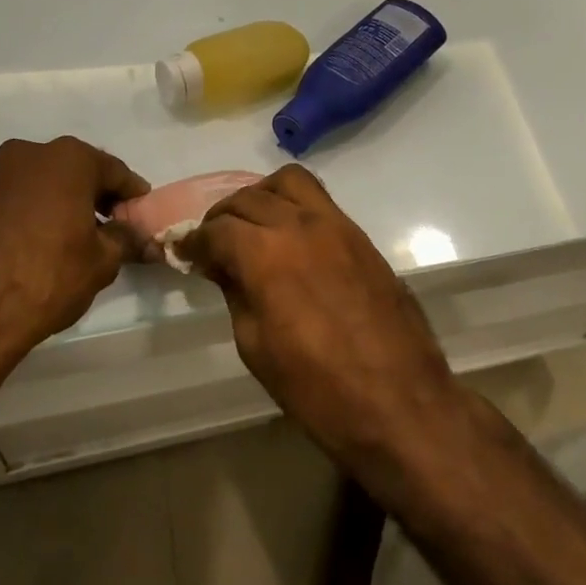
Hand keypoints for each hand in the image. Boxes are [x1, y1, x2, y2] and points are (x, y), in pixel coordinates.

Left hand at [0, 137, 148, 376]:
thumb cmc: (48, 275)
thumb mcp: (101, 261)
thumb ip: (125, 240)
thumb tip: (142, 238)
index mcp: (69, 158)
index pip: (114, 171)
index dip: (132, 195)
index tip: (141, 215)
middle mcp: (31, 153)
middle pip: (76, 171)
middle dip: (95, 196)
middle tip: (112, 227)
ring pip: (44, 183)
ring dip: (62, 202)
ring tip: (74, 239)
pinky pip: (17, 199)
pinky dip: (34, 212)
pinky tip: (41, 243)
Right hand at [177, 166, 457, 462]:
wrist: (400, 402)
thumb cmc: (317, 388)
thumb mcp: (256, 346)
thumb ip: (237, 293)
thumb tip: (224, 267)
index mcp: (265, 255)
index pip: (217, 230)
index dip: (194, 241)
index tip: (185, 252)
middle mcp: (298, 225)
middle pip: (248, 199)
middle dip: (222, 217)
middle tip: (212, 241)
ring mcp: (336, 225)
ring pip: (288, 182)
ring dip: (261, 195)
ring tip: (252, 224)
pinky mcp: (361, 236)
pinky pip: (319, 200)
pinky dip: (293, 204)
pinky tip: (288, 235)